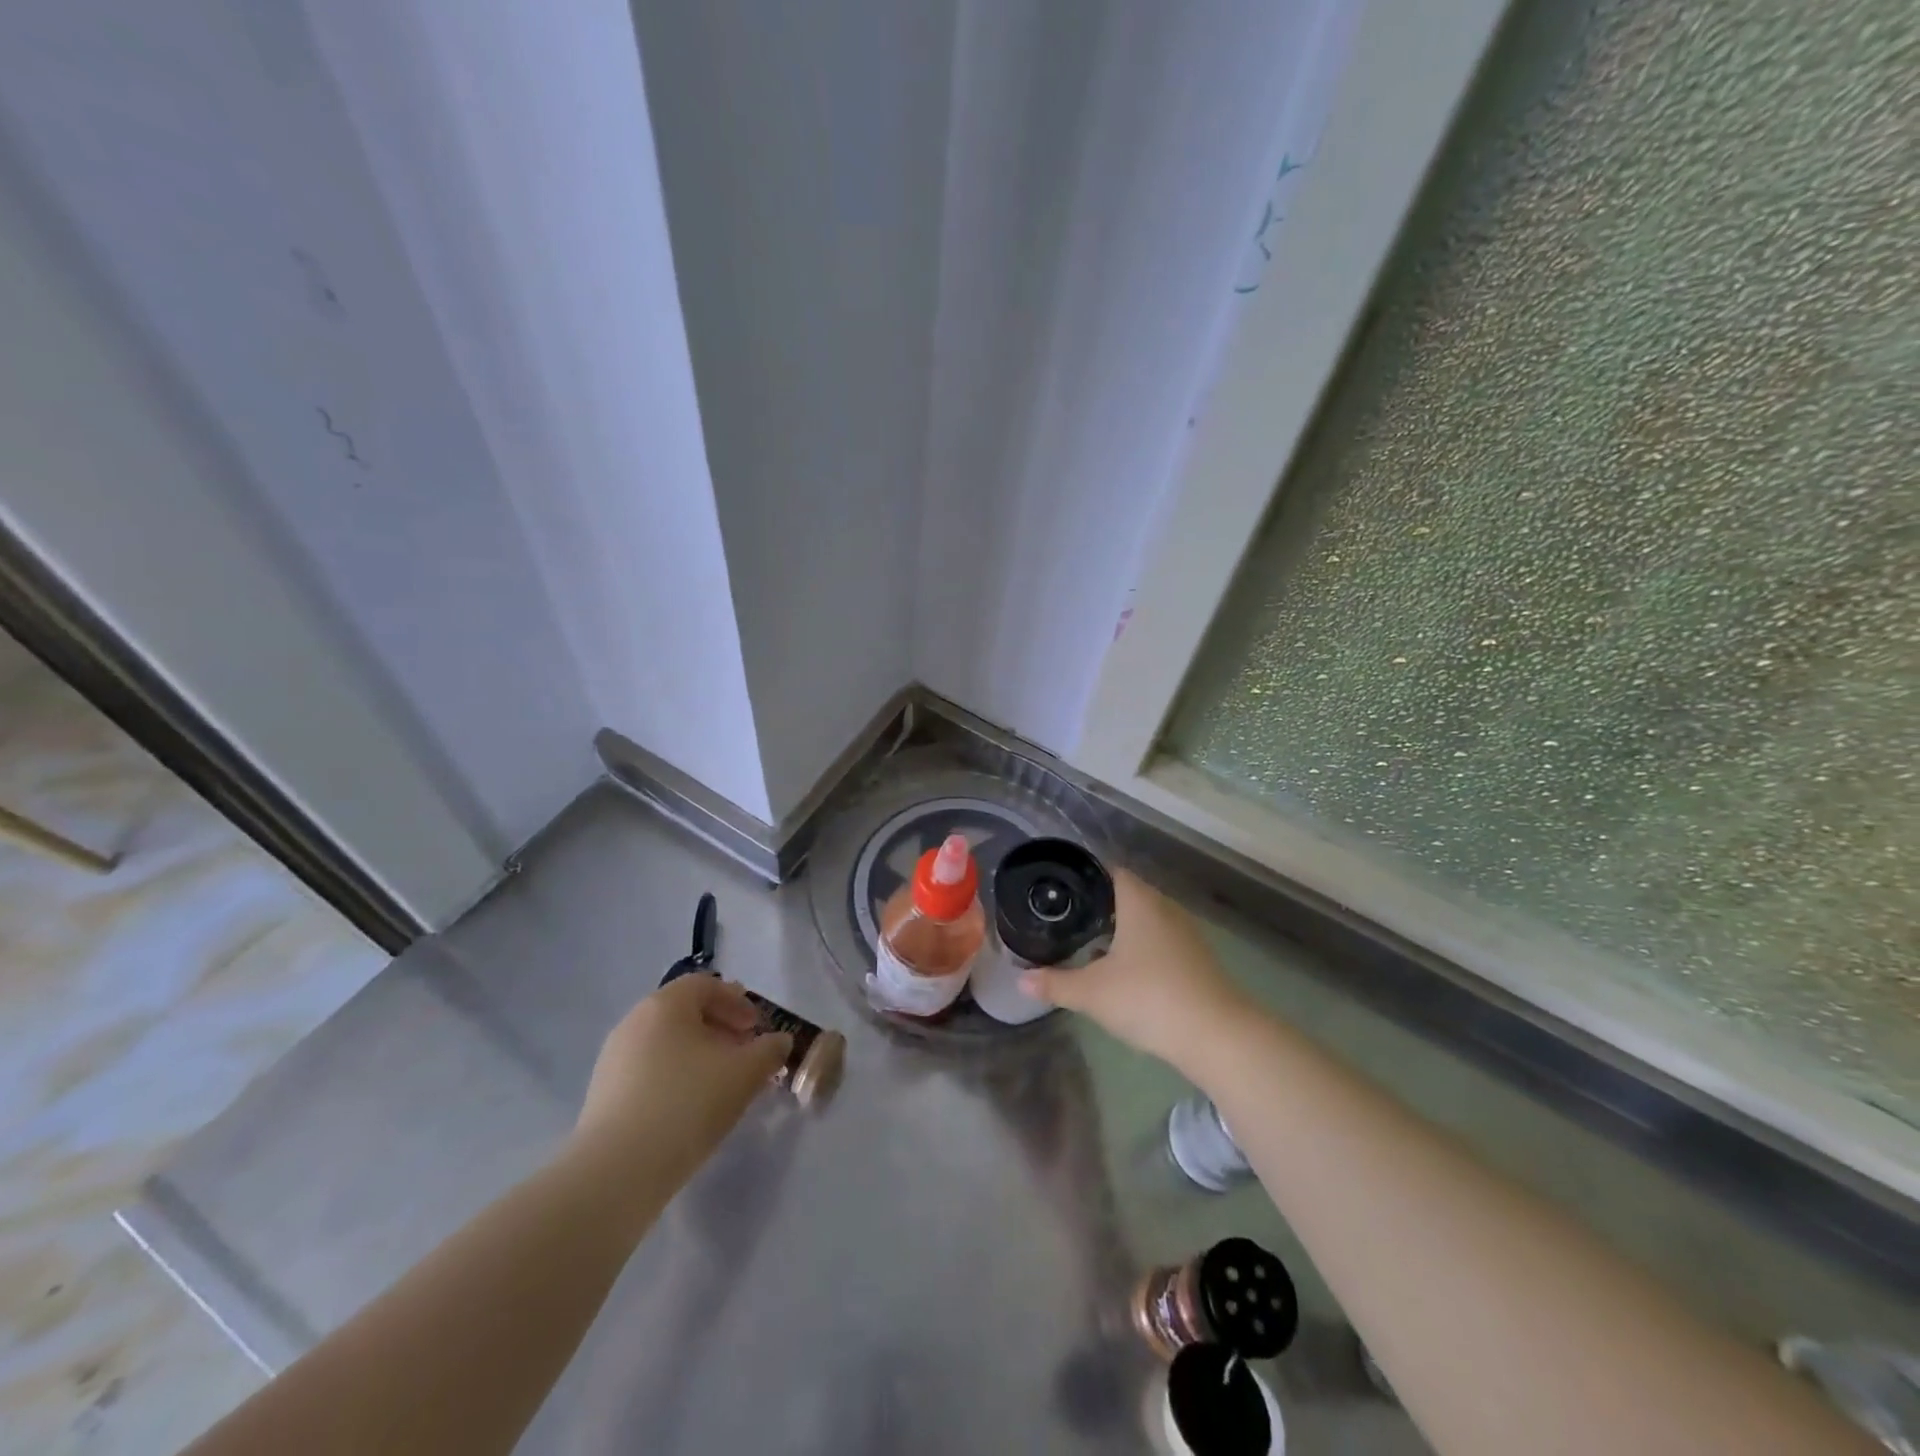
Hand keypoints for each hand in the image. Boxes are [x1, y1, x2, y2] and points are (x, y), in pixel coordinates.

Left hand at [571, 977, 790, 1191]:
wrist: (616, 1173)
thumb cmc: (687, 1104)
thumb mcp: (745, 1074)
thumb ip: (769, 1051)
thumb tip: (779, 1042)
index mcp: (665, 1005)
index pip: (705, 985)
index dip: (737, 1001)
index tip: (756, 1028)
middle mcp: (634, 1022)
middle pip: (684, 1013)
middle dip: (720, 1029)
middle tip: (744, 1055)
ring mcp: (613, 1059)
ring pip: (666, 1044)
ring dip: (699, 1056)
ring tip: (721, 1086)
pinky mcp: (603, 1096)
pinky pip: (649, 1072)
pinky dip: (675, 1078)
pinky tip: (690, 1111)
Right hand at [1020, 870, 1250, 1072]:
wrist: (1217, 1036)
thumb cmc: (1148, 998)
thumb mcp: (1092, 993)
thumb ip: (1055, 984)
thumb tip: (1021, 981)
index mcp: (1138, 901)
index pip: (1110, 871)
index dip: (1085, 877)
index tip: (1060, 890)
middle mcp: (1164, 908)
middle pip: (1128, 895)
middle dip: (1099, 906)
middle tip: (1067, 919)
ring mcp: (1185, 934)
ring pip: (1146, 920)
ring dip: (1122, 930)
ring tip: (1089, 945)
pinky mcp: (1197, 959)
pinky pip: (1161, 942)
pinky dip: (1141, 949)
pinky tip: (1124, 973)